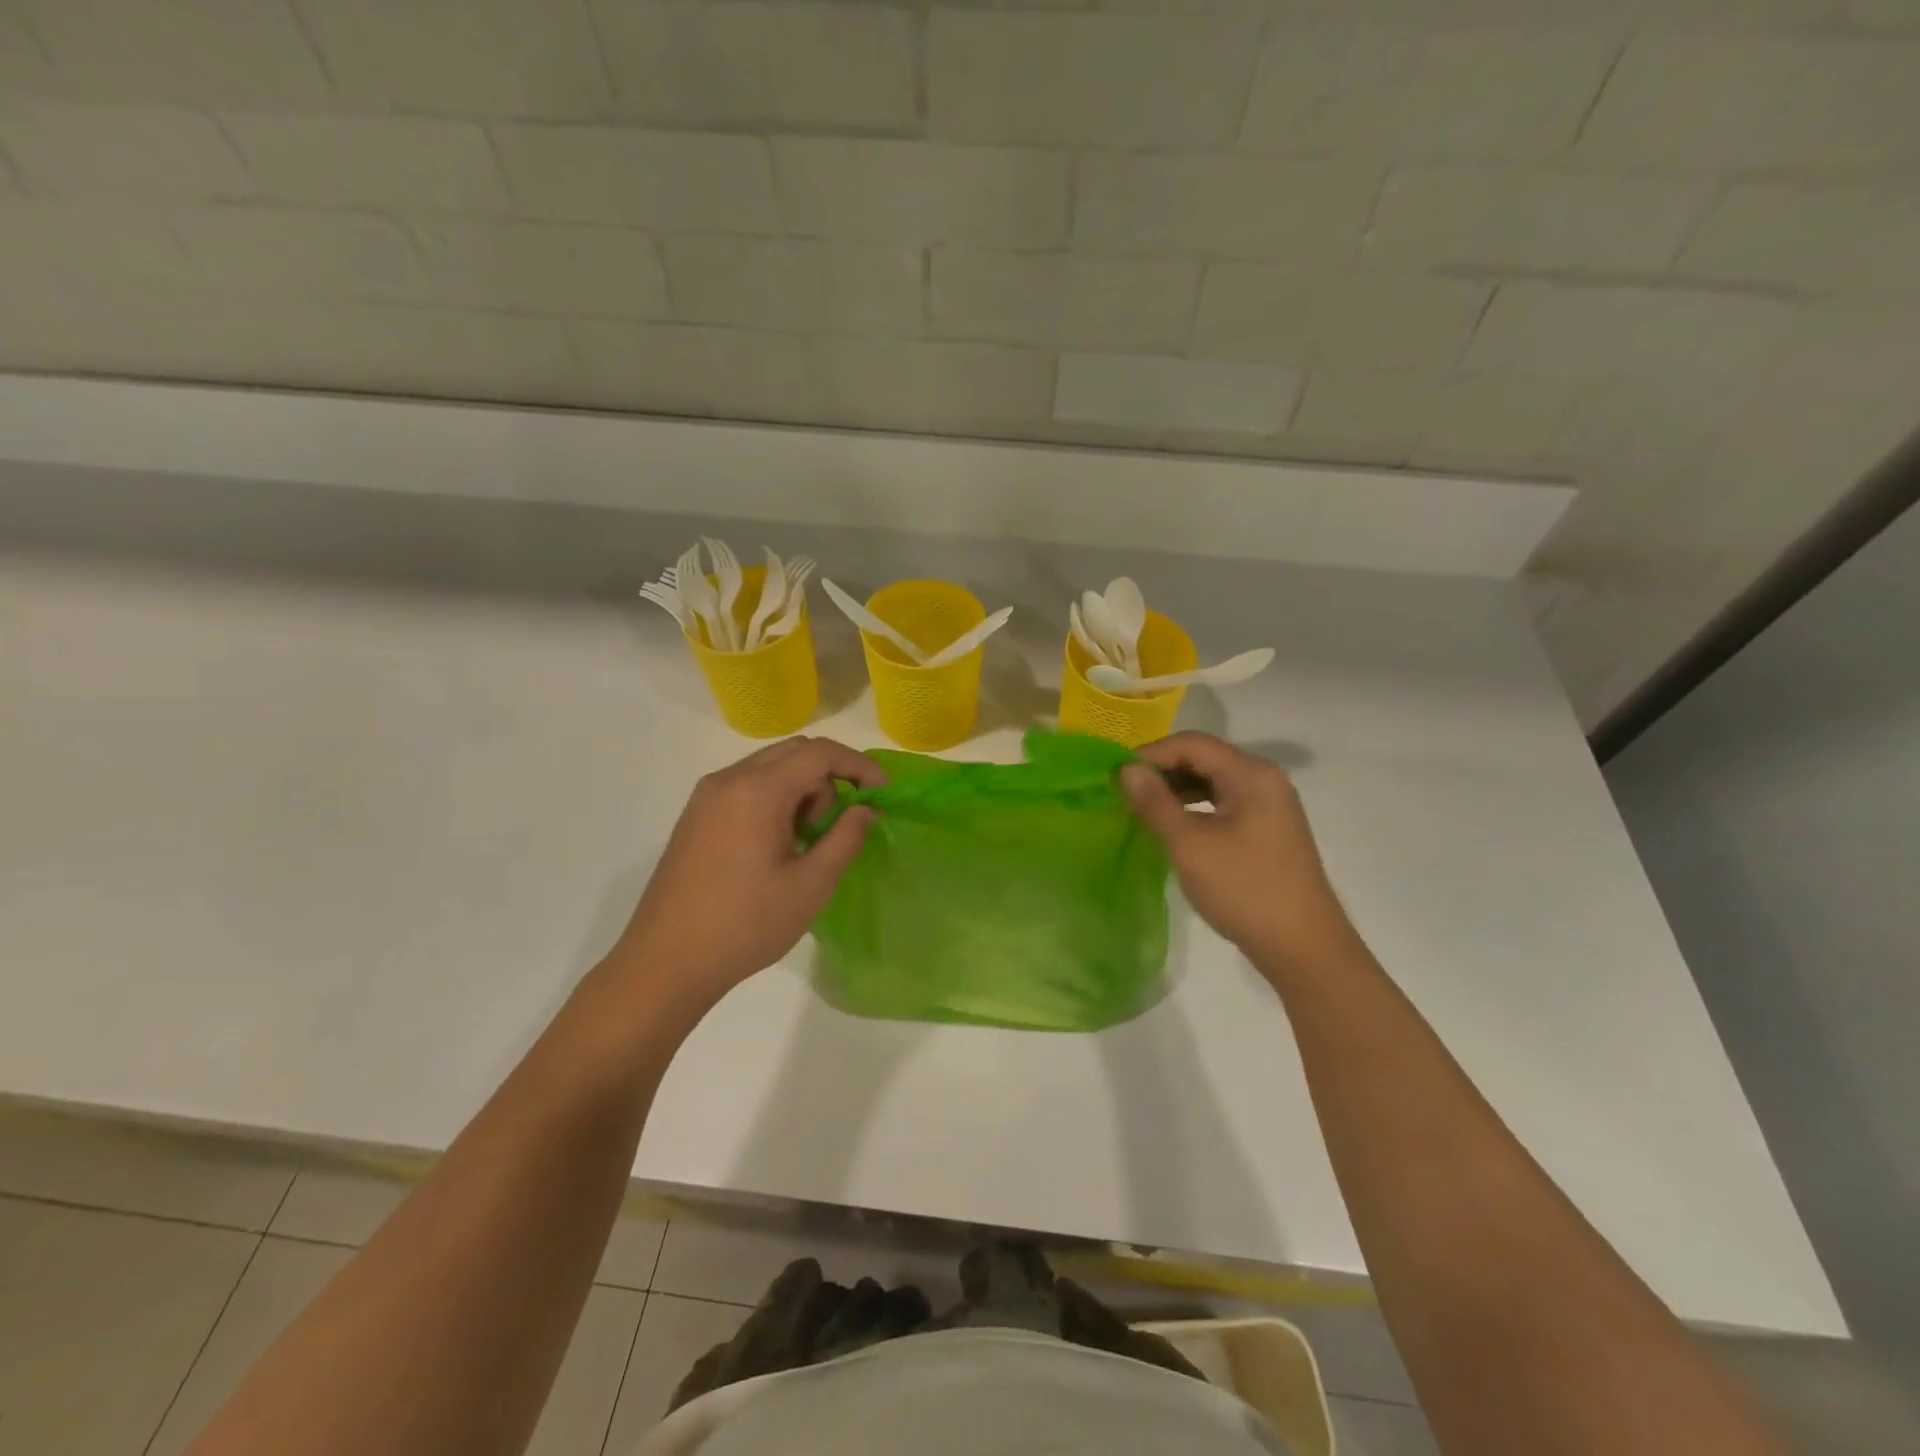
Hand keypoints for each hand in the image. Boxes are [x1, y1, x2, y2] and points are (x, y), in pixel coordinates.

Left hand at [609, 737, 884, 1012]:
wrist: (665, 963)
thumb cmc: (745, 925)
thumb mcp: (810, 885)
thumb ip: (845, 838)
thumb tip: (864, 810)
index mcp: (756, 790)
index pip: (819, 752)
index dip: (858, 765)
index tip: (881, 795)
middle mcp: (727, 780)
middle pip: (793, 753)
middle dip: (828, 779)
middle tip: (837, 826)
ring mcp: (706, 797)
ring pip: (769, 769)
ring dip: (801, 791)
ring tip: (804, 843)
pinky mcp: (695, 817)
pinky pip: (746, 788)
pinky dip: (774, 801)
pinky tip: (775, 847)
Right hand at [1121, 732, 1353, 969]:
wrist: (1302, 947)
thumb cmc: (1244, 889)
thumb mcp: (1190, 845)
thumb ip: (1155, 802)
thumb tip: (1125, 769)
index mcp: (1251, 775)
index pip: (1192, 744)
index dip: (1151, 754)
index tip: (1116, 776)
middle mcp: (1264, 780)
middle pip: (1204, 758)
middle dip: (1163, 771)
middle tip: (1125, 793)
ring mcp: (1269, 805)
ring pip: (1213, 781)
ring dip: (1177, 789)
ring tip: (1143, 809)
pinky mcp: (1267, 828)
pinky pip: (1223, 802)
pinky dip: (1195, 807)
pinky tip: (1173, 826)